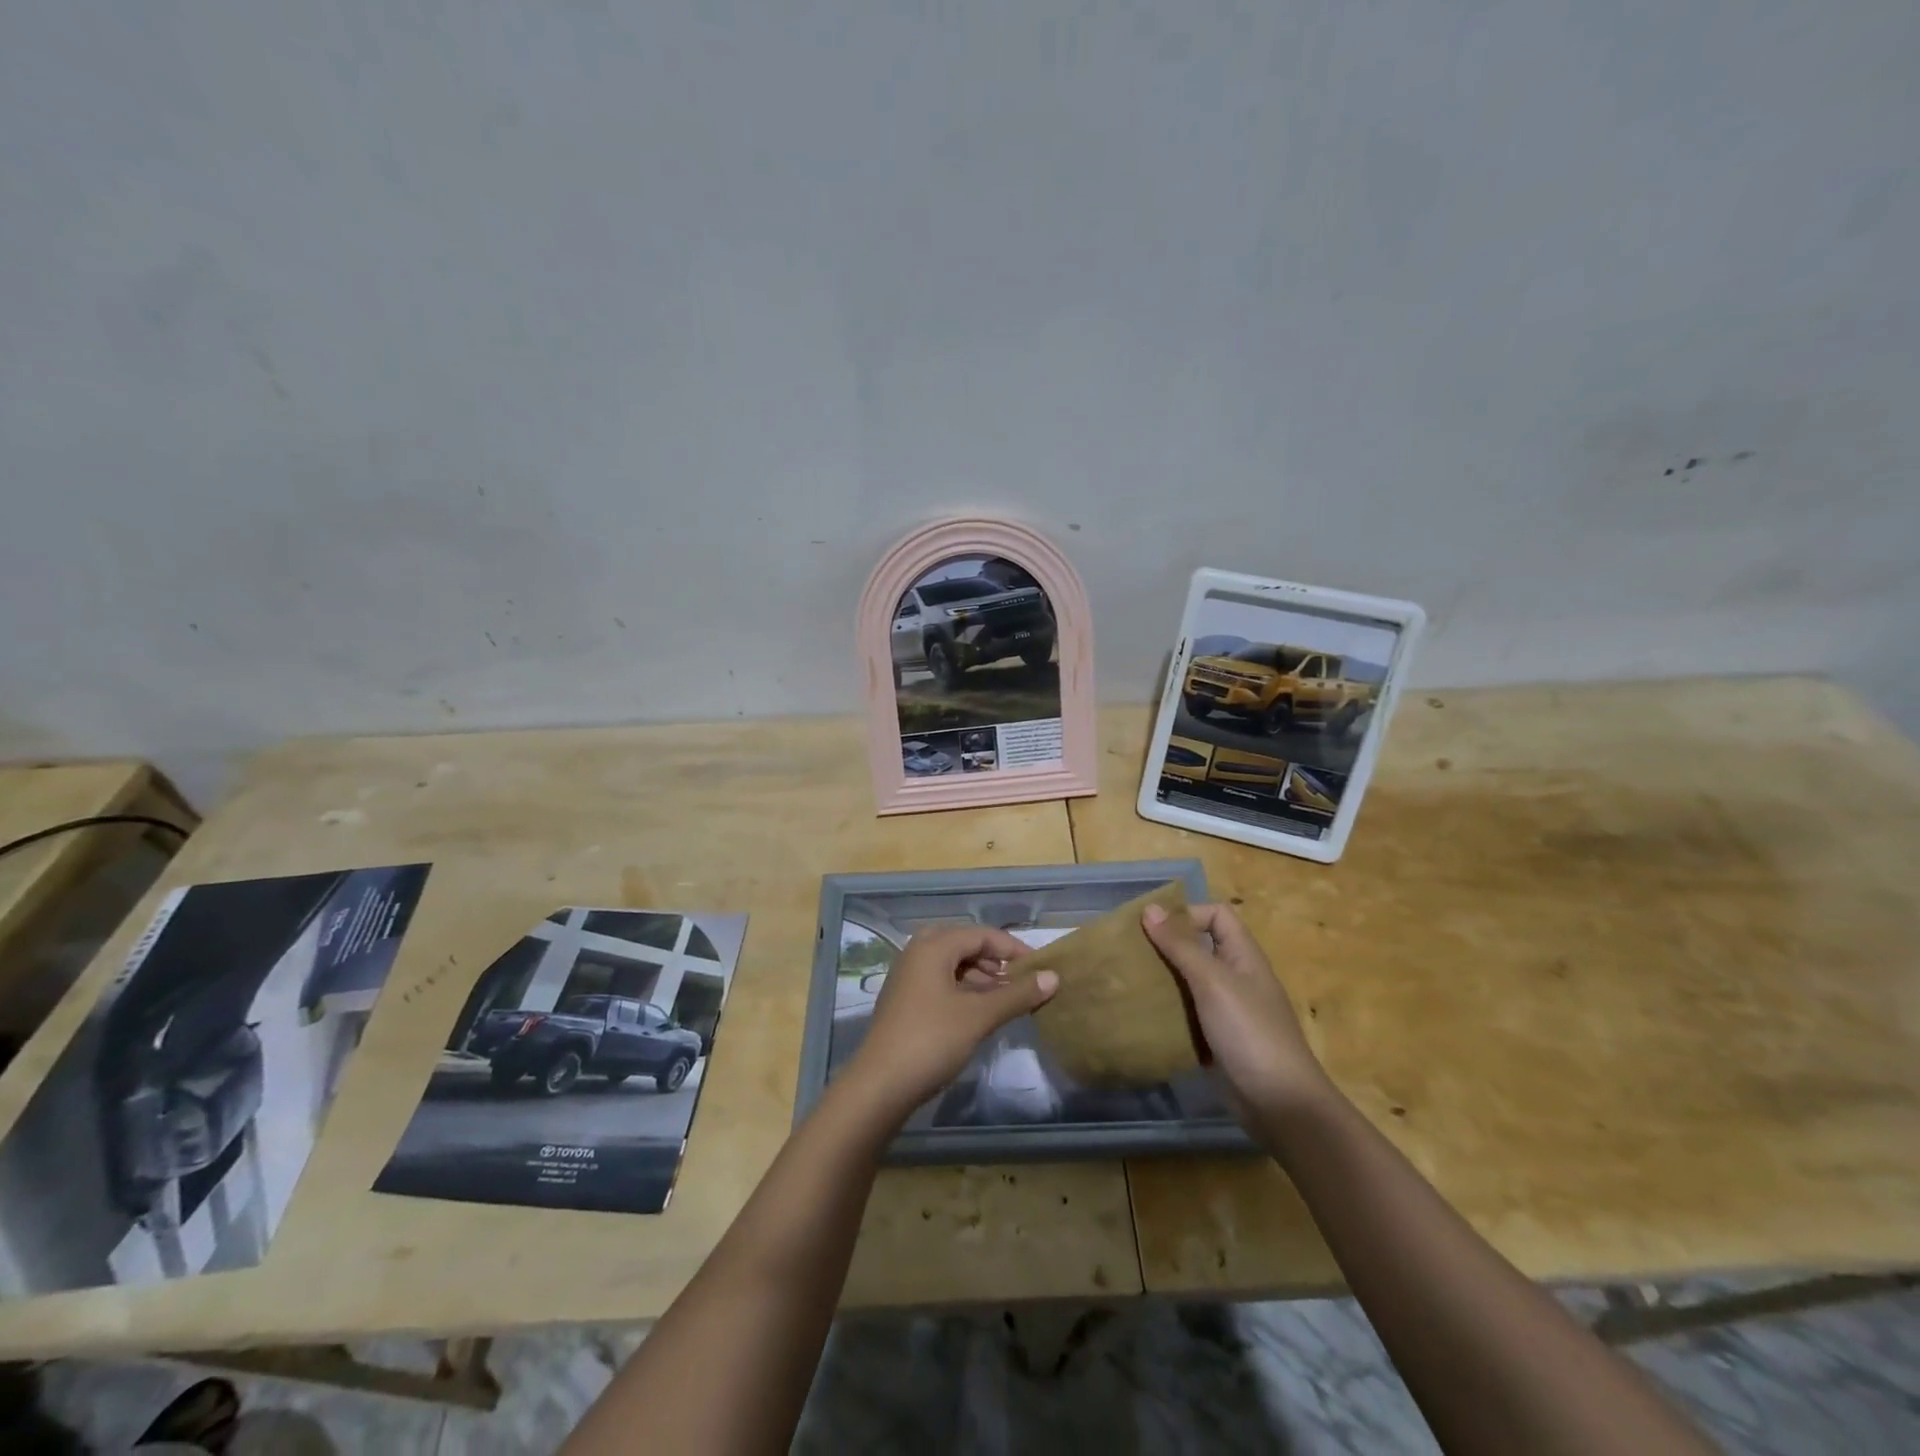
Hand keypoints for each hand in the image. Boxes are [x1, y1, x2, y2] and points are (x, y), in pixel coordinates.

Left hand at [847, 926, 1058, 1116]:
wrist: (879, 1086)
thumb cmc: (931, 1040)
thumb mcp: (979, 1016)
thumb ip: (1017, 994)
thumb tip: (1053, 977)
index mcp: (933, 946)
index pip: (981, 934)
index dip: (1013, 948)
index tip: (1040, 969)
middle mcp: (917, 952)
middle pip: (965, 945)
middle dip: (995, 961)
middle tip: (1019, 982)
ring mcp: (908, 976)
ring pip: (952, 964)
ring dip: (980, 977)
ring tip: (1005, 1000)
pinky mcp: (904, 999)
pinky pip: (940, 981)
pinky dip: (963, 990)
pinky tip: (979, 1013)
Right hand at [1142, 901, 1331, 1119]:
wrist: (1280, 1104)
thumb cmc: (1249, 1032)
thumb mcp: (1213, 982)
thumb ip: (1181, 946)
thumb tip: (1150, 908)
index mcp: (1243, 956)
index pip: (1217, 915)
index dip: (1188, 914)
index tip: (1153, 928)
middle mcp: (1236, 977)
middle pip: (1199, 947)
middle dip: (1166, 947)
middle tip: (1130, 953)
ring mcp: (1227, 1011)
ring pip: (1190, 982)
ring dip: (1163, 980)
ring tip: (1129, 982)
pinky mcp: (1217, 1039)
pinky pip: (1187, 1015)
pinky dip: (1168, 1013)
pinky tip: (1142, 1016)